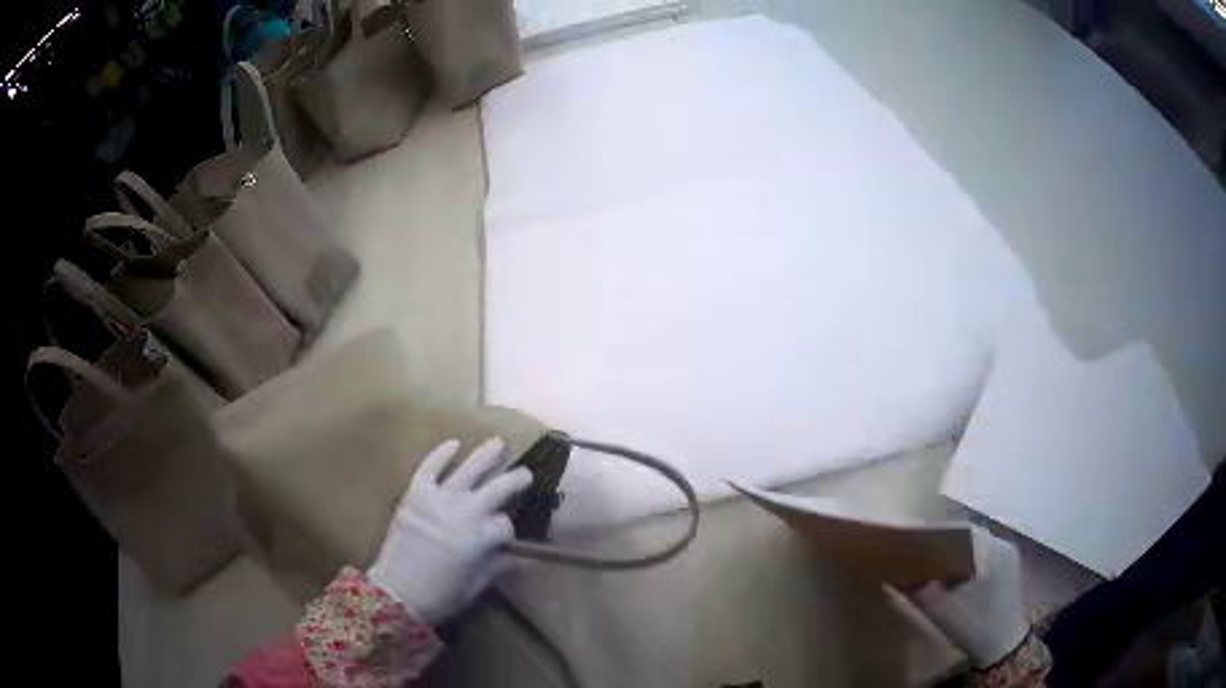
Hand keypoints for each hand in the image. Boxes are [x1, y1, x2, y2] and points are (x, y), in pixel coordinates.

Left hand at [368, 438, 531, 624]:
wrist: (395, 592)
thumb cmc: (440, 595)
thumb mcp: (476, 585)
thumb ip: (500, 565)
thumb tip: (527, 557)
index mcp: (479, 539)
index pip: (505, 524)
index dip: (509, 531)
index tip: (506, 539)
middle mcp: (462, 513)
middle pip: (497, 489)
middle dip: (515, 480)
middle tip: (526, 473)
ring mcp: (437, 500)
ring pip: (467, 471)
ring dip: (486, 456)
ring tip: (499, 442)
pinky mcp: (414, 495)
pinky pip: (429, 468)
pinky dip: (441, 454)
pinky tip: (454, 443)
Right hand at [908, 527, 1029, 667]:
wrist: (1002, 647)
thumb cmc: (973, 626)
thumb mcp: (941, 609)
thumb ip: (918, 587)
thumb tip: (894, 570)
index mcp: (990, 548)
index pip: (956, 530)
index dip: (931, 532)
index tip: (907, 538)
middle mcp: (1001, 543)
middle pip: (965, 534)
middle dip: (939, 540)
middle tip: (913, 548)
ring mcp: (1006, 554)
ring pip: (973, 543)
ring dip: (951, 549)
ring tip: (927, 558)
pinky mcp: (1006, 567)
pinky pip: (980, 553)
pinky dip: (962, 557)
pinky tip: (949, 571)